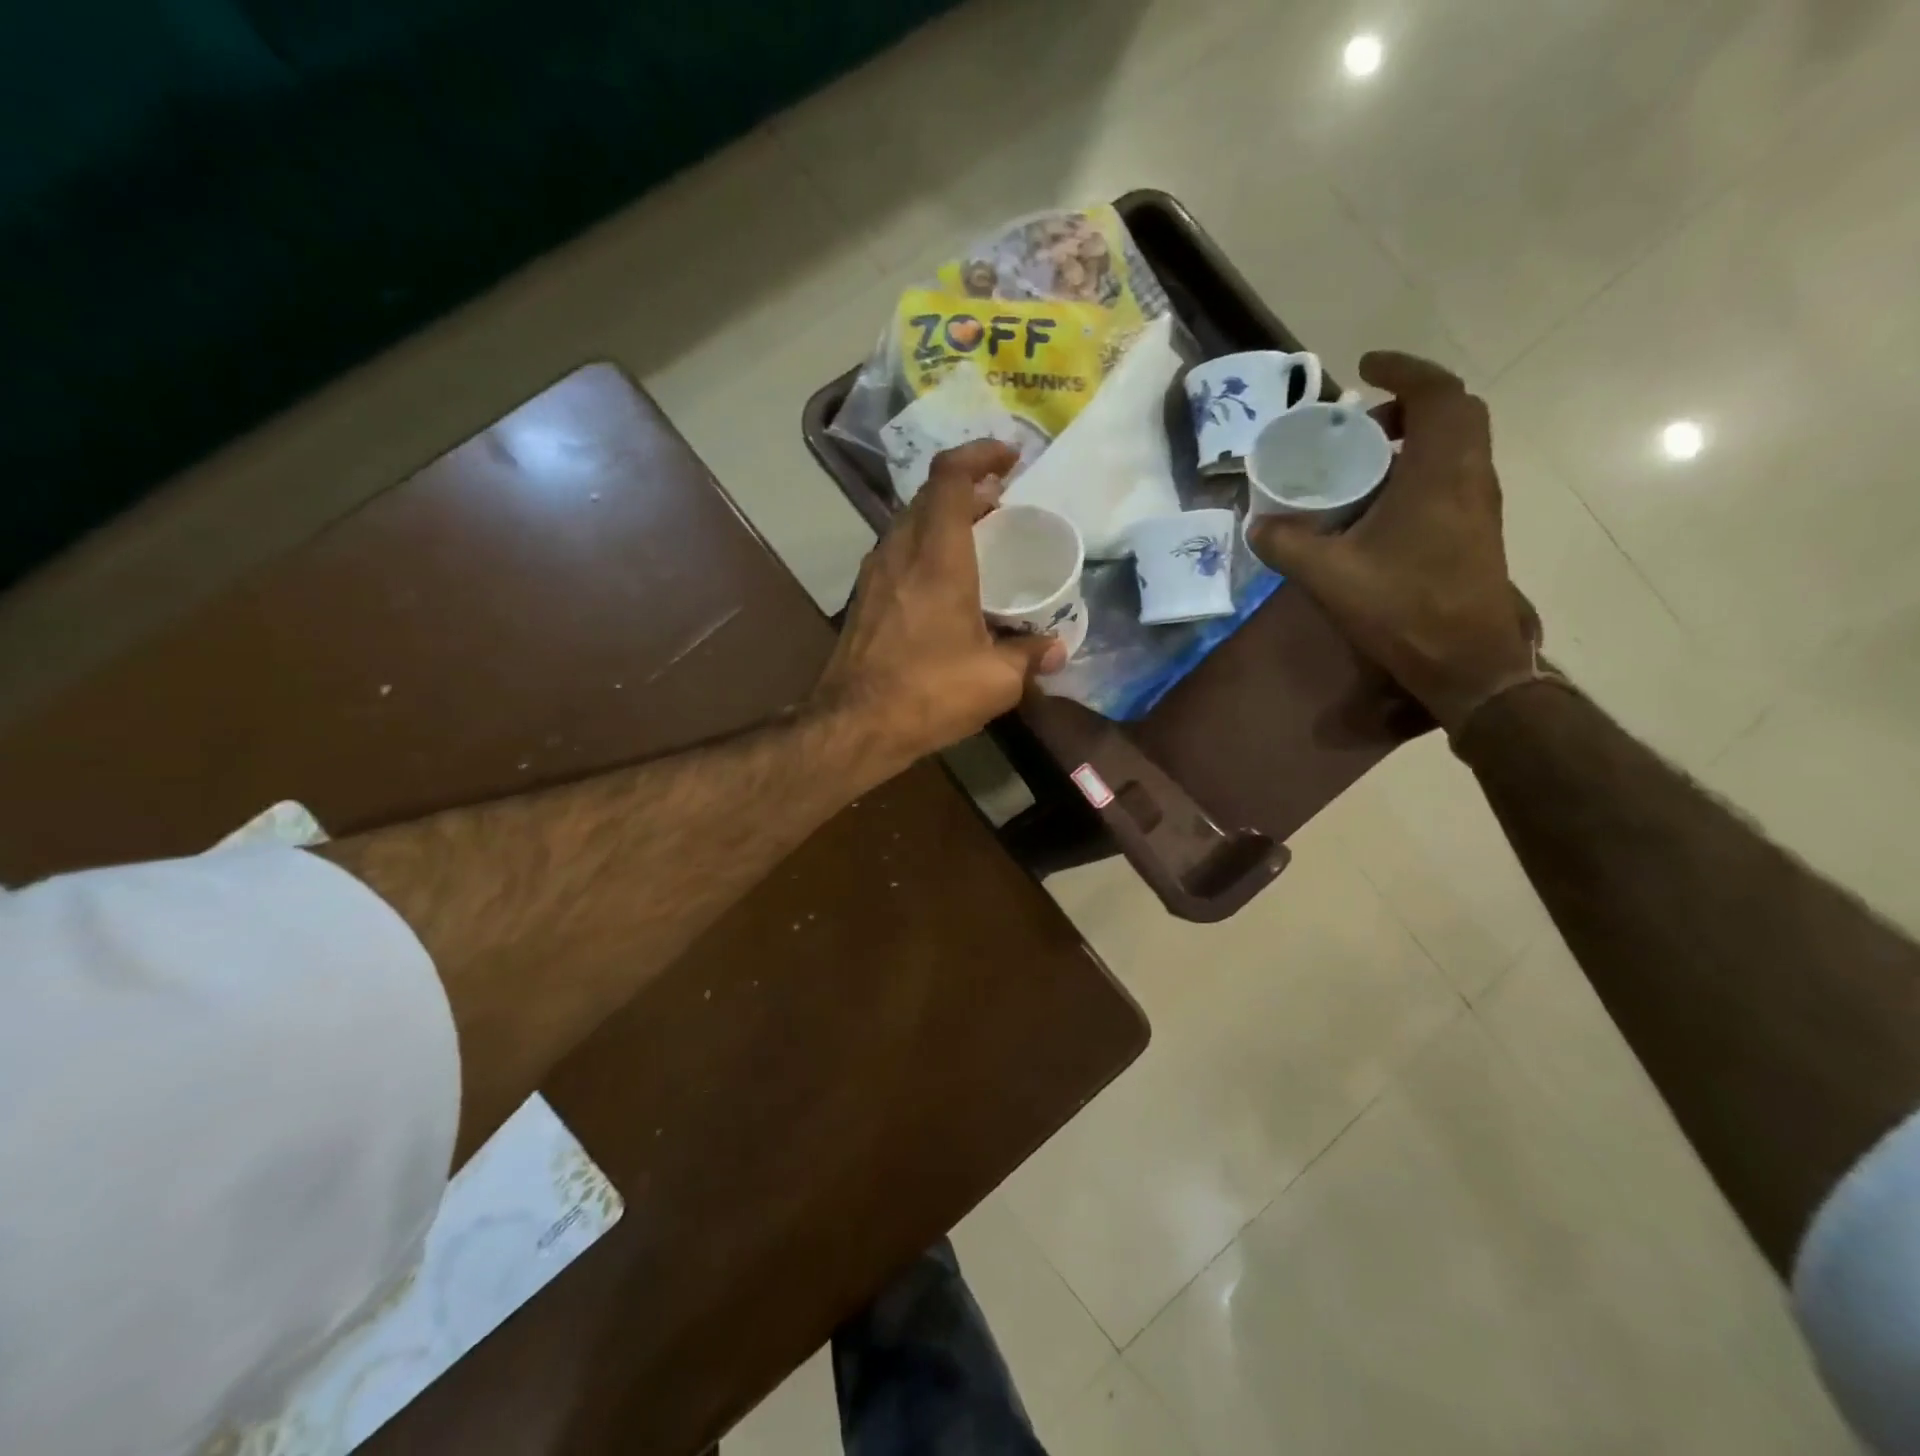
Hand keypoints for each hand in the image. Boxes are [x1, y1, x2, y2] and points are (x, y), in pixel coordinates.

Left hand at [812, 441, 1064, 764]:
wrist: (854, 725)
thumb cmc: (929, 693)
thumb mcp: (996, 680)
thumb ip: (1029, 656)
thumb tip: (1056, 650)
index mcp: (937, 556)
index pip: (950, 477)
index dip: (979, 454)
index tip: (1010, 459)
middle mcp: (900, 552)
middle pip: (929, 496)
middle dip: (967, 489)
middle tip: (1002, 505)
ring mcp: (875, 574)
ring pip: (909, 523)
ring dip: (943, 520)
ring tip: (978, 540)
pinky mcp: (863, 599)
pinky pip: (898, 553)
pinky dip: (925, 548)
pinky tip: (946, 583)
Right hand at [1247, 351, 1540, 731]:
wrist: (1467, 661)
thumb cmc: (1403, 609)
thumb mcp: (1329, 576)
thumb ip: (1286, 544)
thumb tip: (1256, 524)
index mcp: (1439, 473)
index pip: (1436, 393)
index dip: (1402, 370)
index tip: (1364, 369)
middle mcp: (1469, 476)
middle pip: (1454, 412)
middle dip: (1409, 403)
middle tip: (1363, 421)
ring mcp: (1478, 504)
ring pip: (1458, 444)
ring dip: (1416, 437)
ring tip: (1364, 460)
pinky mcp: (1476, 530)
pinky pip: (1452, 475)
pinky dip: (1421, 467)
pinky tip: (1380, 505)